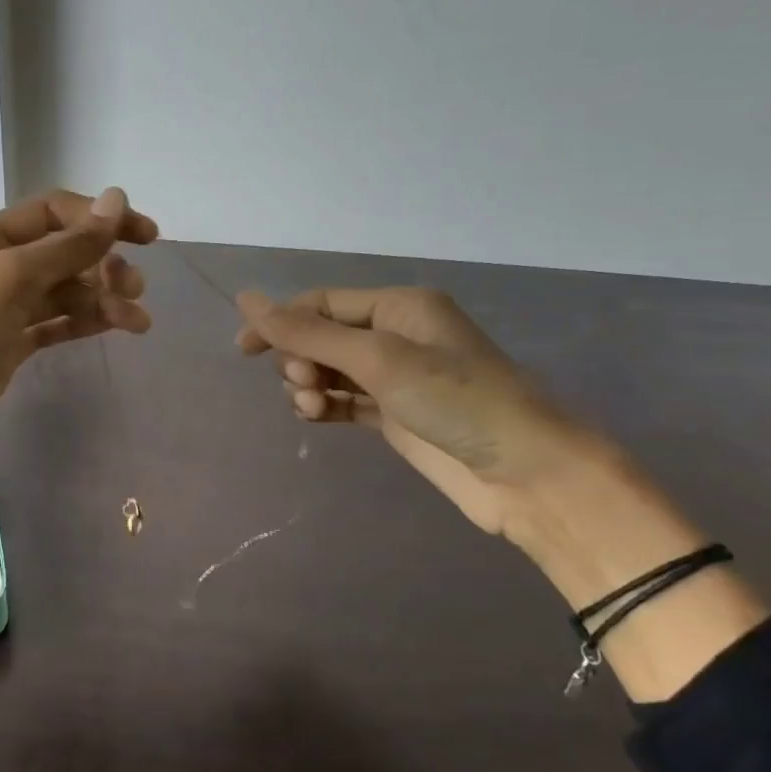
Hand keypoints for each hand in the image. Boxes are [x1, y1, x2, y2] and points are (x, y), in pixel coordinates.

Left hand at [0, 188, 156, 482]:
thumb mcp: (6, 282)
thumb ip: (64, 246)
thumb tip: (115, 201)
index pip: (52, 213)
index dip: (100, 218)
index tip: (146, 237)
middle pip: (62, 252)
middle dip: (103, 263)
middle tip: (134, 290)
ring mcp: (1, 310)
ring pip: (63, 291)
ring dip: (101, 298)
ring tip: (137, 321)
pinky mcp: (8, 347)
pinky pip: (55, 323)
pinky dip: (85, 321)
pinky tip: (115, 326)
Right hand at [234, 287, 590, 538]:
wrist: (526, 473)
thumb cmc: (455, 400)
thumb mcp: (377, 359)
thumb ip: (307, 333)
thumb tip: (246, 298)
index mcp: (398, 307)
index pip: (322, 303)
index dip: (280, 321)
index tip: (243, 350)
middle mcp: (396, 335)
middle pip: (321, 337)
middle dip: (300, 358)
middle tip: (306, 383)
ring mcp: (396, 378)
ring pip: (329, 371)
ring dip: (309, 385)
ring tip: (314, 407)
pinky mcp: (395, 416)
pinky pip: (344, 401)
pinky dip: (324, 406)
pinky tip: (316, 416)